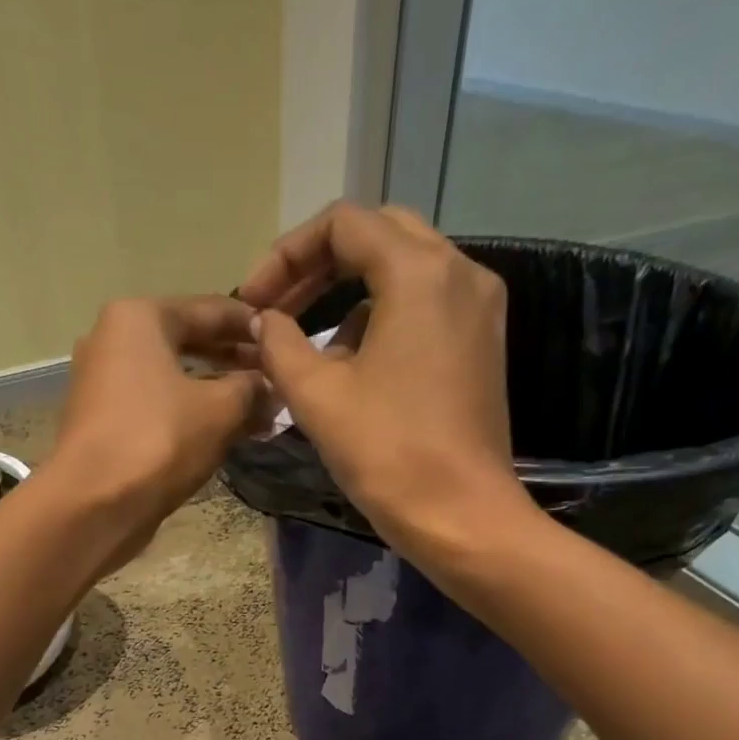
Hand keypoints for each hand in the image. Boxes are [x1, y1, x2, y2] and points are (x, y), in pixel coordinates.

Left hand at [44, 295, 266, 566]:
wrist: (93, 505)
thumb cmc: (158, 441)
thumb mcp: (220, 410)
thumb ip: (252, 388)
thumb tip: (272, 388)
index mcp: (139, 318)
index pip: (211, 309)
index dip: (254, 325)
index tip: (286, 338)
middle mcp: (113, 340)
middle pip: (189, 341)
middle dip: (235, 361)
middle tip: (276, 377)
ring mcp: (103, 382)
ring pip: (173, 377)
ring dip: (216, 391)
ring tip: (259, 409)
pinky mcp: (103, 421)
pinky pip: (157, 405)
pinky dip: (190, 413)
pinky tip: (223, 431)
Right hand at [237, 202, 528, 557]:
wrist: (461, 515)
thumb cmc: (386, 453)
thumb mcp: (317, 396)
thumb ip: (280, 345)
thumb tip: (264, 321)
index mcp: (419, 272)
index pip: (343, 224)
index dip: (287, 254)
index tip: (256, 301)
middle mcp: (459, 271)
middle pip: (379, 234)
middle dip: (319, 264)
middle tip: (279, 306)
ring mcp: (479, 306)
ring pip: (404, 267)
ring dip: (348, 290)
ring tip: (308, 342)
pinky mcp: (482, 341)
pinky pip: (426, 303)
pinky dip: (382, 315)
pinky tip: (354, 363)